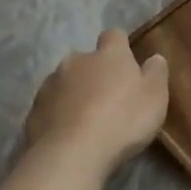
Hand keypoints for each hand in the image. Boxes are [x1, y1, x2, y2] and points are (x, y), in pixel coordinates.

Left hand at [24, 30, 169, 173]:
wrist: (72, 153)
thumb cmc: (123, 119)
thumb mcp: (155, 96)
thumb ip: (156, 73)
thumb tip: (154, 57)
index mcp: (109, 55)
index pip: (114, 36)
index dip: (121, 47)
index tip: (128, 64)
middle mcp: (76, 61)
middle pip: (87, 60)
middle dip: (96, 73)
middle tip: (109, 98)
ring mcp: (51, 84)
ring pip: (66, 82)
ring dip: (76, 94)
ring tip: (87, 120)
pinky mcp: (34, 110)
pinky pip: (52, 106)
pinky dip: (60, 114)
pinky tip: (70, 134)